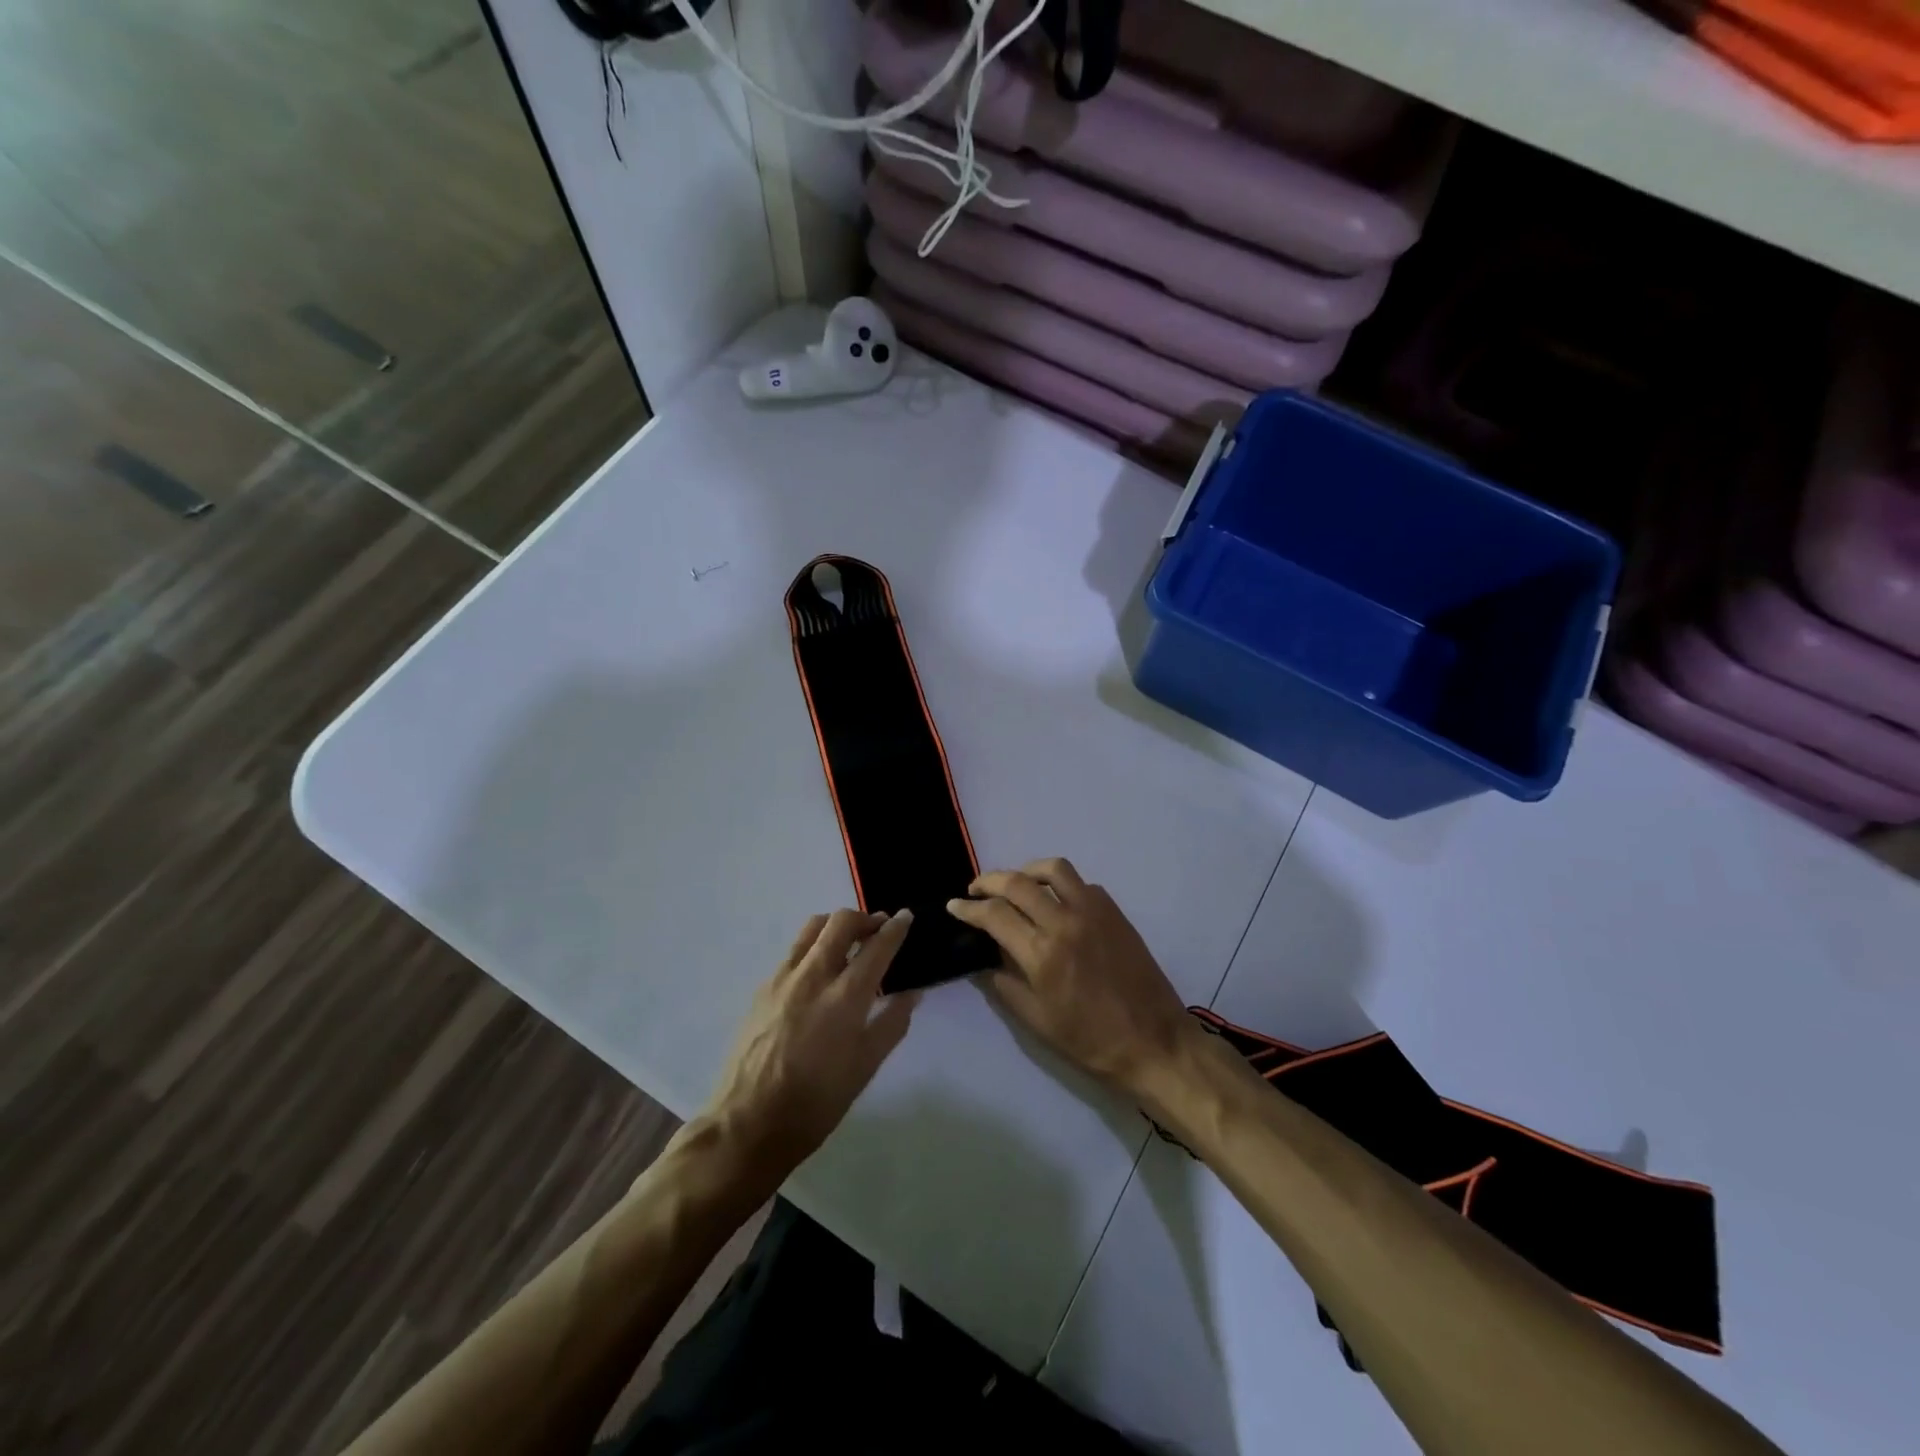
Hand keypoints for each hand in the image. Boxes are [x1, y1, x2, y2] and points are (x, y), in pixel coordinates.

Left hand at [700, 908, 918, 1182]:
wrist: (748, 1124)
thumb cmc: (816, 1103)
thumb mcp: (864, 1068)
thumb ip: (891, 1024)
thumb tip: (912, 993)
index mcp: (845, 996)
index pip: (877, 946)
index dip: (896, 928)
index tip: (907, 916)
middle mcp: (814, 975)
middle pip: (841, 922)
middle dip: (865, 918)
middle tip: (879, 929)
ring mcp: (783, 978)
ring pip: (812, 928)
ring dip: (836, 926)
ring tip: (849, 941)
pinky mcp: (762, 988)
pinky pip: (793, 951)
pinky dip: (813, 946)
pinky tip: (818, 972)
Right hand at [948, 858, 1188, 1093]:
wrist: (1153, 1042)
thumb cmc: (1090, 1040)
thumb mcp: (1036, 1020)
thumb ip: (1005, 982)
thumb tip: (986, 955)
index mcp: (1042, 953)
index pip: (994, 914)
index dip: (968, 908)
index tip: (954, 906)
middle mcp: (1065, 922)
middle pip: (1017, 882)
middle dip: (988, 880)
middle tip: (975, 889)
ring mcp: (1094, 911)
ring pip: (1053, 869)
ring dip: (1026, 871)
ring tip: (1015, 884)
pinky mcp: (1114, 912)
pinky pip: (1080, 884)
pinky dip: (1060, 885)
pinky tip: (1054, 902)